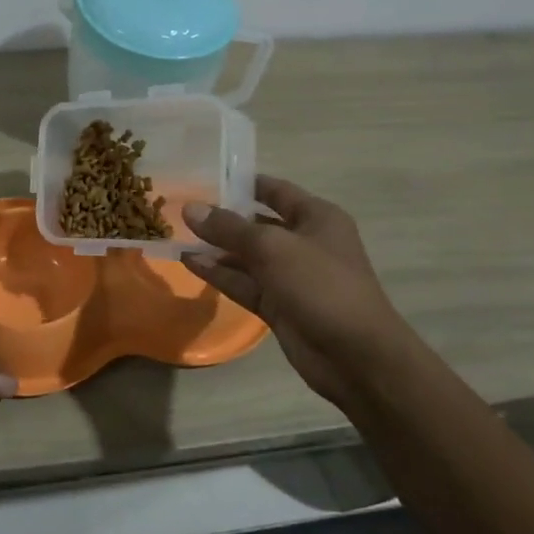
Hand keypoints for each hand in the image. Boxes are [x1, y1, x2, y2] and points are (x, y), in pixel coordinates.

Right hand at [182, 175, 408, 408]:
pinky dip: (219, 273)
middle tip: (181, 210)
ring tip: (177, 236)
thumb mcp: (272, 248)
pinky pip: (244, 283)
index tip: (206, 178)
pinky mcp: (278, 305)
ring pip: (247, 257)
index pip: (276, 191)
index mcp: (316, 218)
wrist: (355, 355)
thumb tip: (191, 208)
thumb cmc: (321, 285)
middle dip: (223, 219)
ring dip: (216, 248)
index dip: (243, 184)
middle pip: (257, 224)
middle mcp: (304, 242)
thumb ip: (229, 228)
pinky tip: (189, 262)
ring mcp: (290, 276)